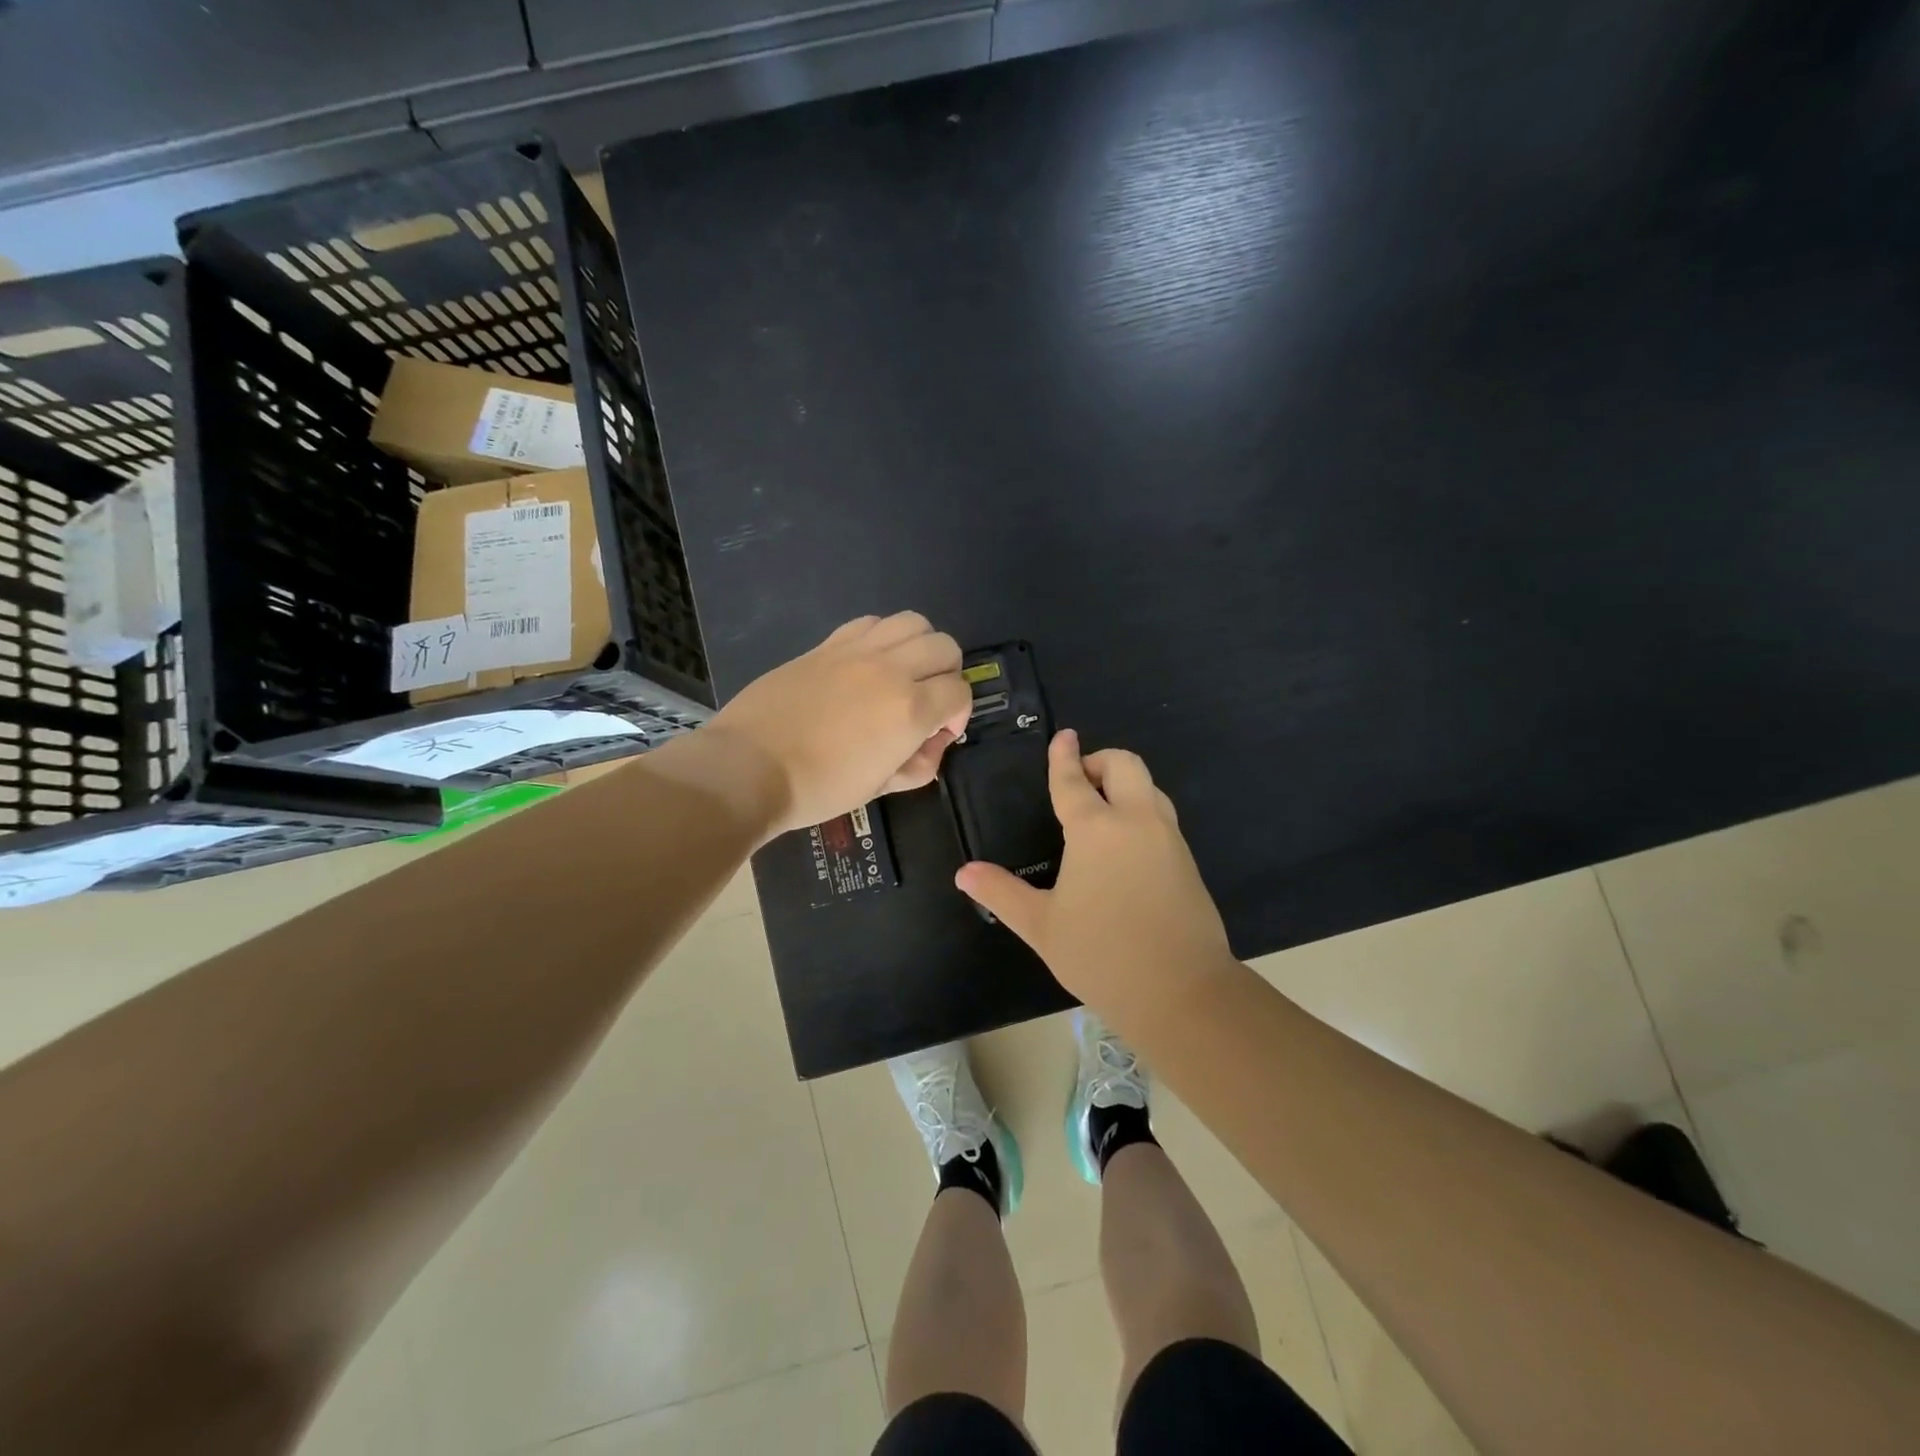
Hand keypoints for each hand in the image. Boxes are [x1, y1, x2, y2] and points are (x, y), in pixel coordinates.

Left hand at [708, 612, 972, 837]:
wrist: (749, 767)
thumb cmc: (817, 787)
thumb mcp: (879, 788)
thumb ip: (919, 765)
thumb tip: (932, 744)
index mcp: (910, 710)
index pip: (960, 691)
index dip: (959, 713)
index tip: (939, 733)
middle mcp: (891, 670)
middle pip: (945, 646)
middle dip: (948, 674)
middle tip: (928, 700)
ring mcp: (856, 651)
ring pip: (913, 622)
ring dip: (920, 646)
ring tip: (903, 673)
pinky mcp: (827, 645)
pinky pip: (871, 622)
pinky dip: (883, 636)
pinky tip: (869, 662)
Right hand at [955, 730, 1234, 1010]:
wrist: (1182, 991)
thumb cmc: (1101, 954)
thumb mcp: (1041, 925)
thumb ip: (1001, 893)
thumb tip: (964, 873)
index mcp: (1096, 829)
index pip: (1074, 780)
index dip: (1064, 756)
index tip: (1063, 737)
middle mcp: (1136, 821)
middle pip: (1125, 765)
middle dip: (1101, 761)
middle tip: (1081, 782)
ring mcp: (1168, 839)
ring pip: (1150, 788)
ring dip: (1125, 785)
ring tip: (1102, 811)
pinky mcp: (1188, 862)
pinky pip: (1162, 817)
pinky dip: (1141, 812)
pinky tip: (1125, 848)